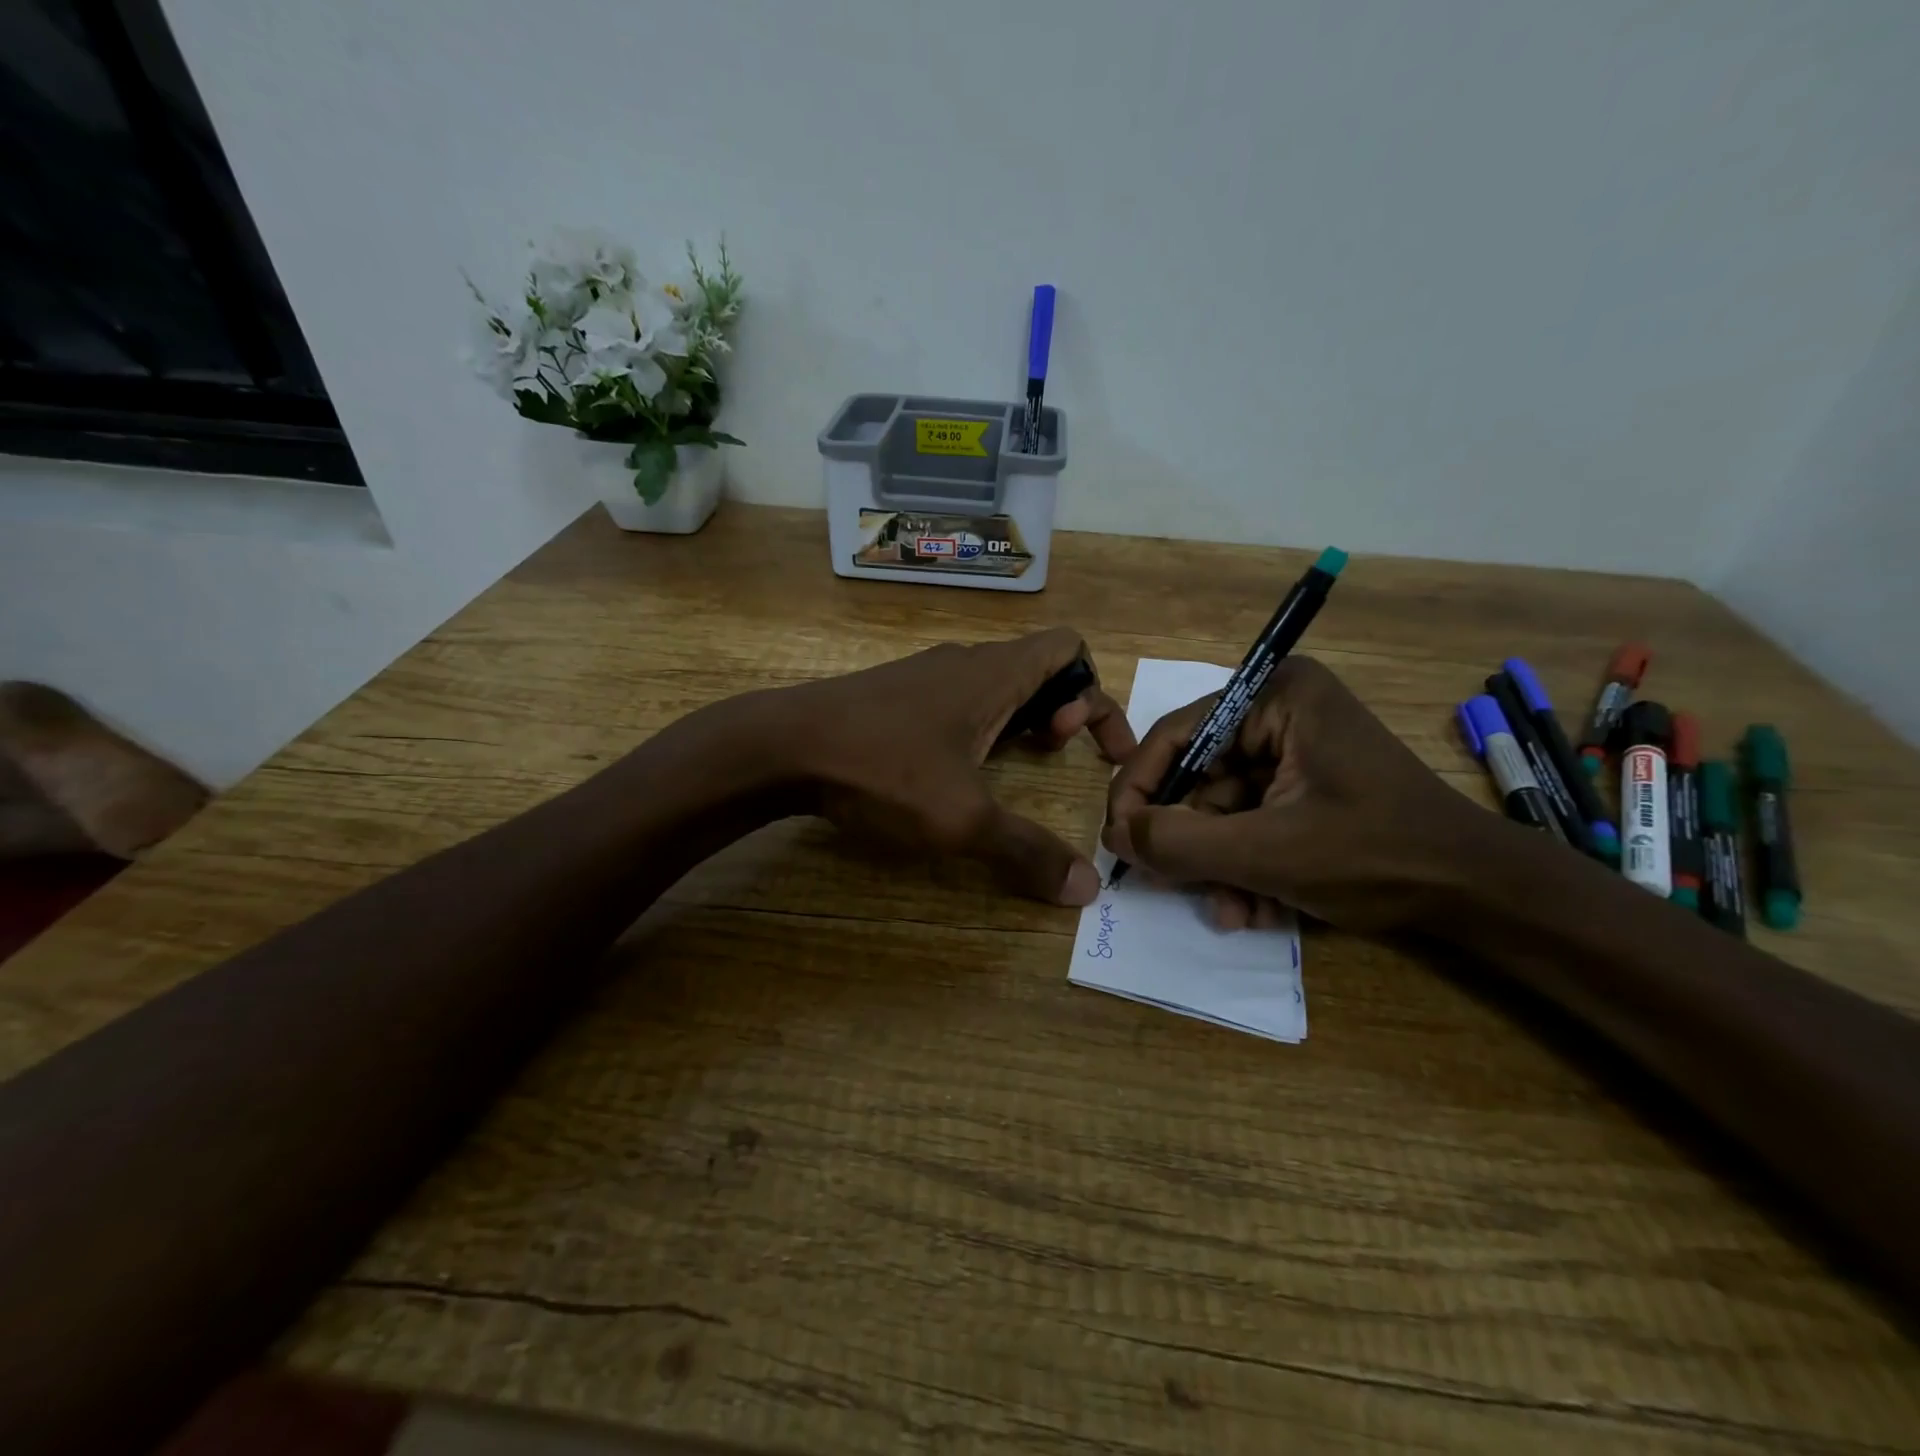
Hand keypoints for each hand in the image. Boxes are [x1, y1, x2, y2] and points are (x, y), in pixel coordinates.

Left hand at [759, 628, 1134, 904]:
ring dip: (1021, 718)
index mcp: (994, 675)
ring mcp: (925, 675)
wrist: (781, 745)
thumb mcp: (962, 819)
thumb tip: (1086, 889)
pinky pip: (960, 697)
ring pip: (996, 683)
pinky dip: (982, 724)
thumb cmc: (882, 769)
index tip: (1097, 750)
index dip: (1098, 695)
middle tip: (1053, 754)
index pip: (1069, 649)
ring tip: (1013, 763)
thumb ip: (1027, 851)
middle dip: (1063, 709)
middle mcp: (965, 663)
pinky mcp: (894, 694)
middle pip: (1038, 666)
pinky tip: (957, 766)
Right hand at [1102, 657, 1482, 932]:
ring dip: (1218, 864)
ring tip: (1230, 912)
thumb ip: (1179, 843)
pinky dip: (1246, 865)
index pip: (1177, 735)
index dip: (1139, 789)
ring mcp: (1296, 751)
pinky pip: (1251, 820)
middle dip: (1190, 840)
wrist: (1482, 896)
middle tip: (1169, 885)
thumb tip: (1112, 836)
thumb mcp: (1268, 852)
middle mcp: (1281, 712)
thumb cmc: (1378, 855)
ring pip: (1222, 807)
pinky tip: (1257, 910)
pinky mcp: (1306, 786)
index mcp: (1275, 696)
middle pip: (1199, 775)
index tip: (1118, 841)